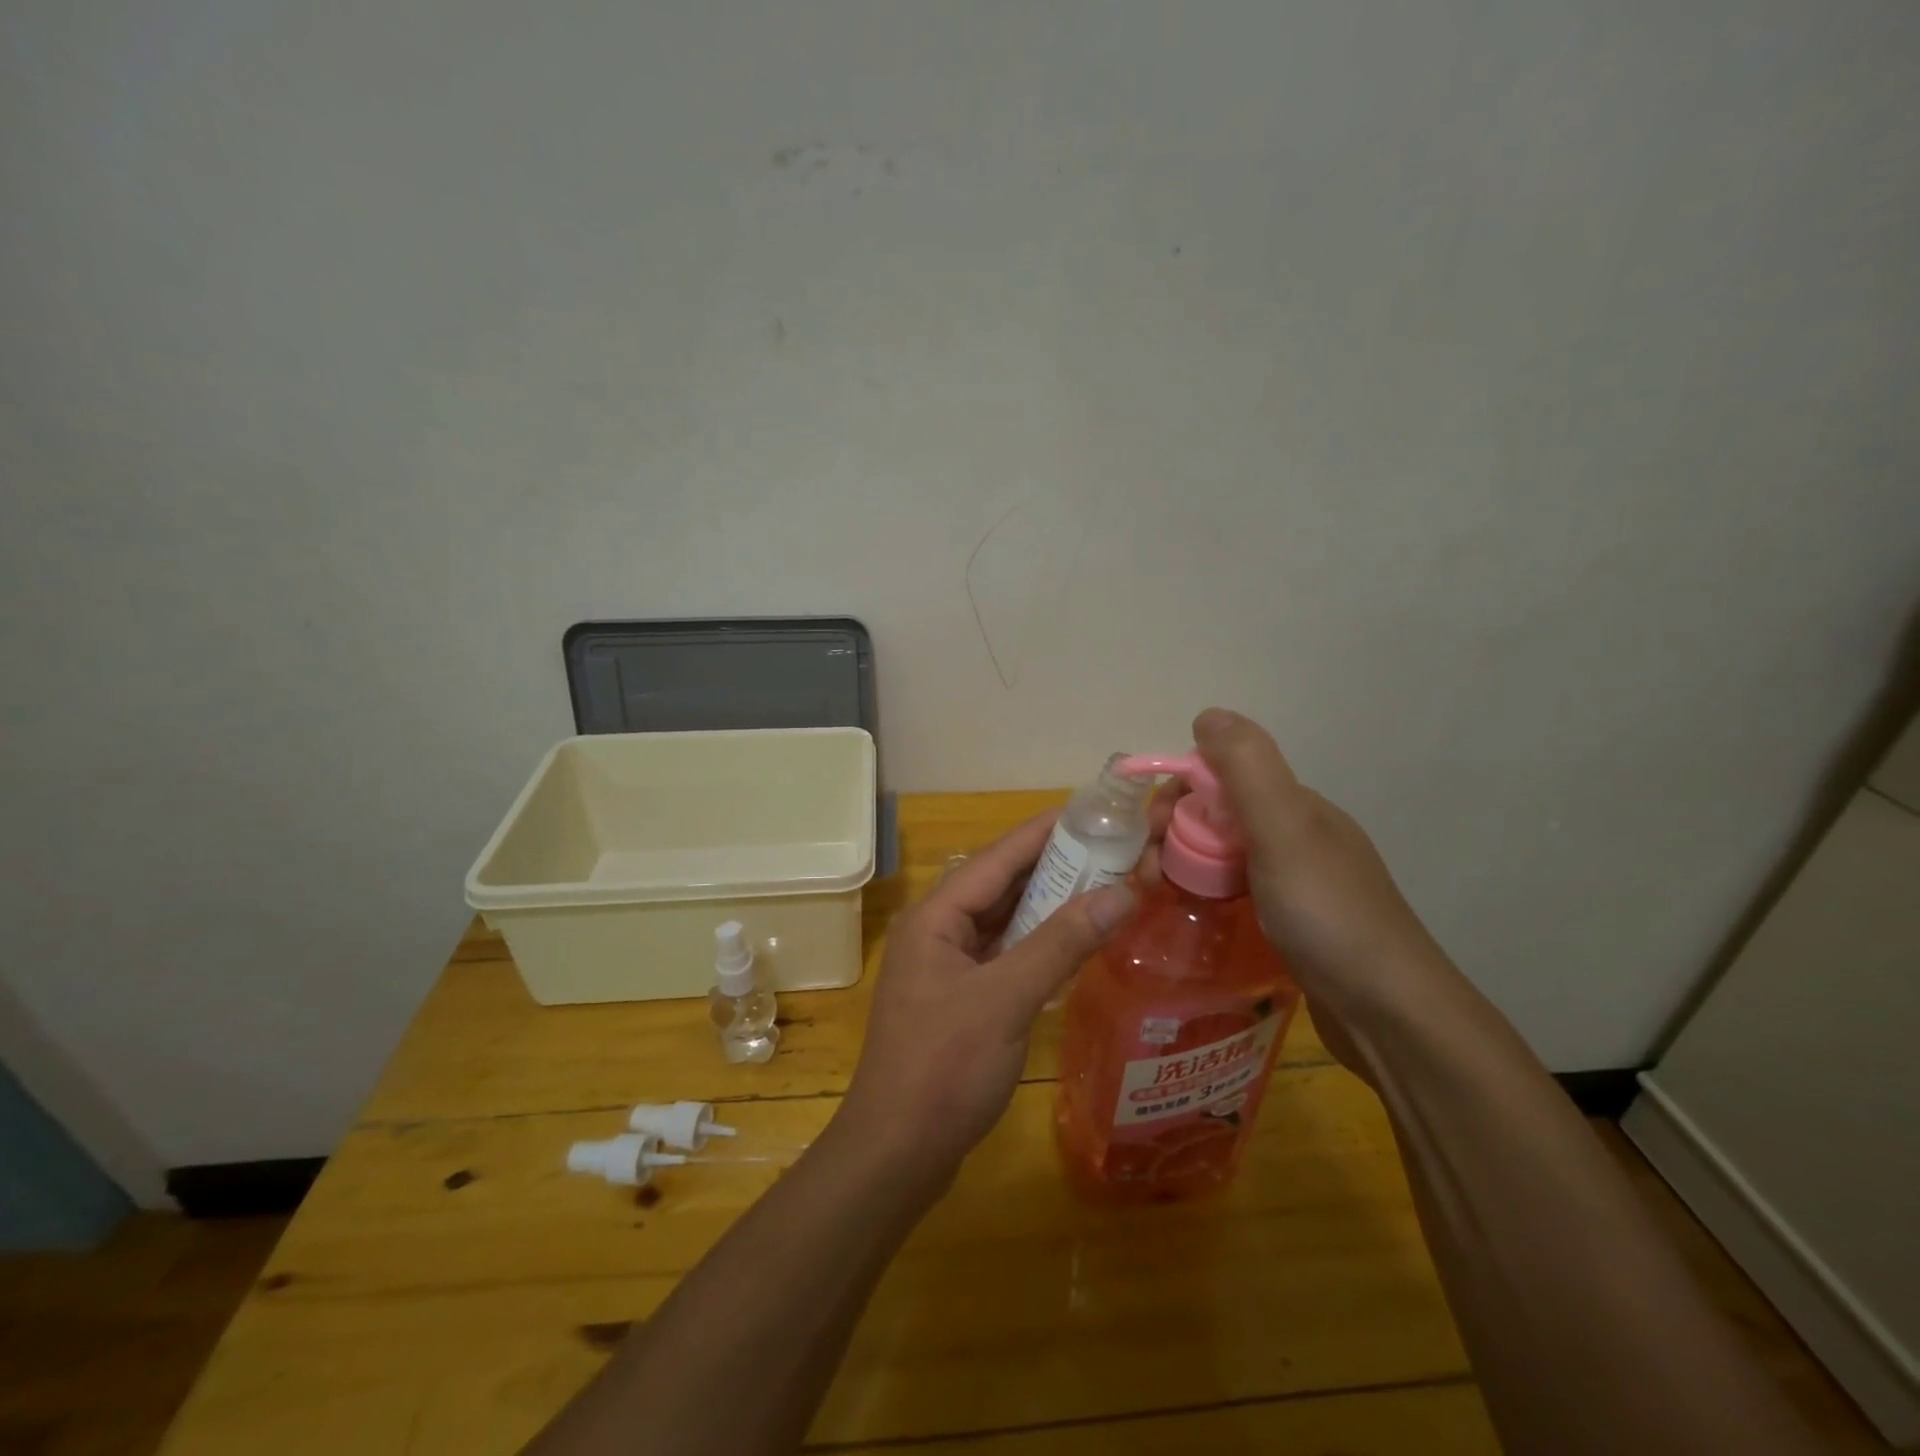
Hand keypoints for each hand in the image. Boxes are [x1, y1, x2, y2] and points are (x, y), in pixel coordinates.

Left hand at [838, 813, 1133, 1184]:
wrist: (897, 1153)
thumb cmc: (943, 1067)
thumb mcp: (1005, 1000)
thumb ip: (1061, 944)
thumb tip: (1119, 893)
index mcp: (937, 917)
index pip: (998, 857)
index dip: (1044, 831)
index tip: (1091, 811)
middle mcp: (939, 931)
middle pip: (1002, 885)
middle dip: (1055, 866)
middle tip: (1112, 848)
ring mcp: (949, 966)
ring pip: (1006, 920)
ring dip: (1050, 905)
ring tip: (1104, 884)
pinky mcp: (962, 999)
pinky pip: (1006, 954)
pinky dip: (1040, 943)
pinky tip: (1075, 940)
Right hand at [1144, 708, 1451, 1067]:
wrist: (1391, 1013)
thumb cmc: (1328, 914)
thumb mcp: (1283, 830)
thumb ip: (1246, 769)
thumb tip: (1207, 713)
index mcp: (1294, 806)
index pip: (1218, 777)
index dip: (1176, 794)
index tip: (1149, 834)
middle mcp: (1296, 834)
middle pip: (1216, 816)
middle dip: (1173, 834)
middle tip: (1149, 876)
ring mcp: (1297, 880)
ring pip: (1223, 856)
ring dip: (1184, 865)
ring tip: (1159, 897)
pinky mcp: (1293, 921)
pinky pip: (1236, 890)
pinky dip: (1208, 893)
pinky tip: (1195, 914)